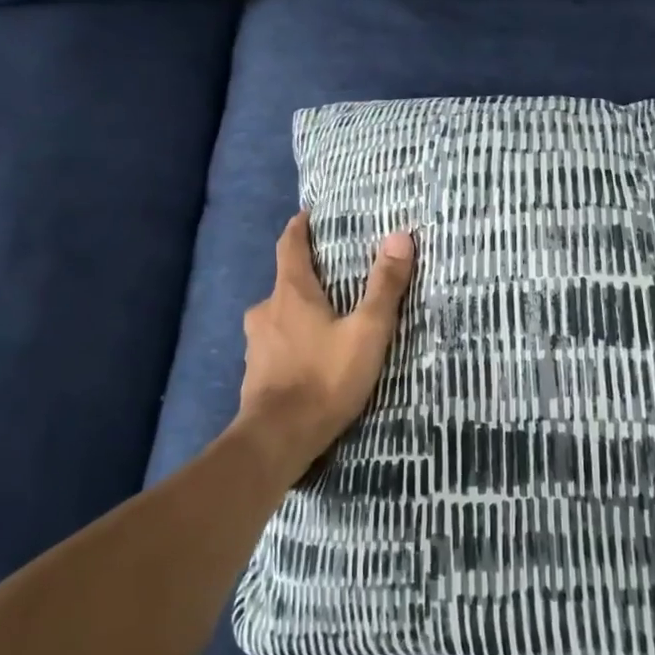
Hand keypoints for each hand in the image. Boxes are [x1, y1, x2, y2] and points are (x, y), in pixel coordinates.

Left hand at [238, 211, 415, 477]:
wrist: (277, 439)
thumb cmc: (324, 378)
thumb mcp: (367, 331)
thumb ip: (385, 286)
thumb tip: (400, 236)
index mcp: (291, 293)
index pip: (290, 246)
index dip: (299, 228)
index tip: (306, 215)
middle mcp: (266, 311)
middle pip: (284, 282)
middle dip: (305, 276)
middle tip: (332, 277)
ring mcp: (255, 343)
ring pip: (277, 316)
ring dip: (297, 311)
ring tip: (323, 319)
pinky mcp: (254, 372)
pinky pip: (274, 344)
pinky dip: (290, 341)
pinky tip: (307, 357)